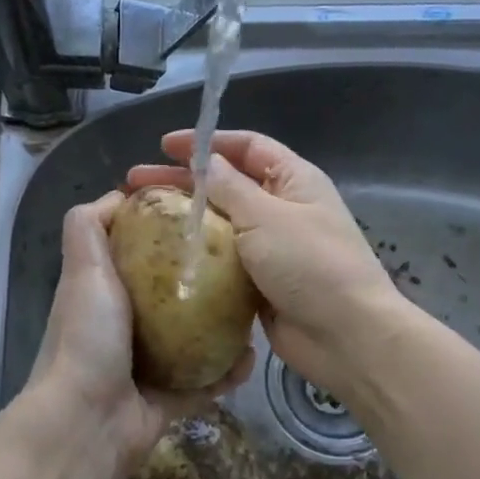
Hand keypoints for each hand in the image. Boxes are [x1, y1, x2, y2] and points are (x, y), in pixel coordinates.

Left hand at [23, 192, 252, 478]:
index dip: (165, 233)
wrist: (87, 422)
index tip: (204, 217)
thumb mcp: (84, 268)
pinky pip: (207, 379)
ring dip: (226, 327)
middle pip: (174, 295)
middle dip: (207, 280)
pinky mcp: (170, 398)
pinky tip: (253, 356)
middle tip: (243, 266)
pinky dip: (229, 370)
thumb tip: (119, 195)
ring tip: (256, 309)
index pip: (139, 253)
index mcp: (106, 294)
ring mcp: (149, 365)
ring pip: (196, 338)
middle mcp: (127, 326)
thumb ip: (88, 227)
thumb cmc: (87, 336)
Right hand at [127, 131, 400, 397]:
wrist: (345, 336)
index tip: (163, 146)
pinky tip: (163, 258)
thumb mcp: (267, 216)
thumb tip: (207, 162)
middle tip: (134, 184)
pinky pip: (223, 262)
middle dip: (182, 181)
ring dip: (185, 219)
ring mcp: (271, 248)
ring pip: (221, 224)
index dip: (206, 142)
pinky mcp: (259, 283)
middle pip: (227, 184)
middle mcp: (282, 208)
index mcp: (293, 180)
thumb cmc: (311, 265)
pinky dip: (197, 256)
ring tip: (140, 220)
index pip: (247, 146)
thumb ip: (231, 187)